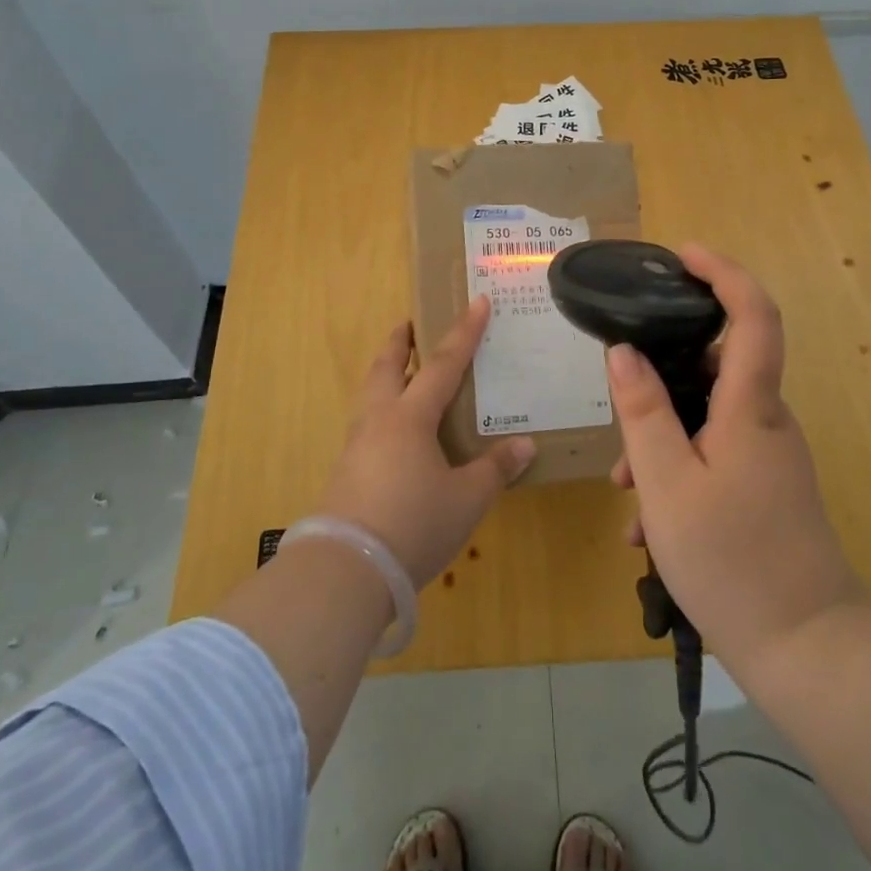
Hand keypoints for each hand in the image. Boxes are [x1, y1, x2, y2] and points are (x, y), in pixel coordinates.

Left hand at [316, 296, 536, 587]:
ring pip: (371, 394)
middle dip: (401, 342)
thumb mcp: (466, 499)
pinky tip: (395, 431)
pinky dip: (382, 409)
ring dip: (387, 374)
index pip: (443, 364)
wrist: (346, 569)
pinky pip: (367, 424)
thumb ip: (495, 469)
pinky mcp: (345, 472)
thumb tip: (525, 445)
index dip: (464, 332)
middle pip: (388, 367)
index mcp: (410, 417)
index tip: (477, 301)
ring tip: (403, 371)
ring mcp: (356, 445)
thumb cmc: (413, 523)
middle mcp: (379, 420)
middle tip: (411, 324)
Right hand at [606, 245, 863, 673]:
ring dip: (661, 437)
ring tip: (625, 491)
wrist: (808, 651)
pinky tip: (646, 527)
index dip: (724, 272)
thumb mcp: (667, 485)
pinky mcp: (765, 487)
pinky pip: (714, 453)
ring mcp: (769, 455)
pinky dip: (678, 469)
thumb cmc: (733, 561)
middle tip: (619, 399)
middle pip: (717, 365)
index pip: (753, 315)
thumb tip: (623, 351)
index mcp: (751, 407)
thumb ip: (643, 412)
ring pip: (707, 417)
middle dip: (662, 375)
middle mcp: (767, 421)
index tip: (683, 255)